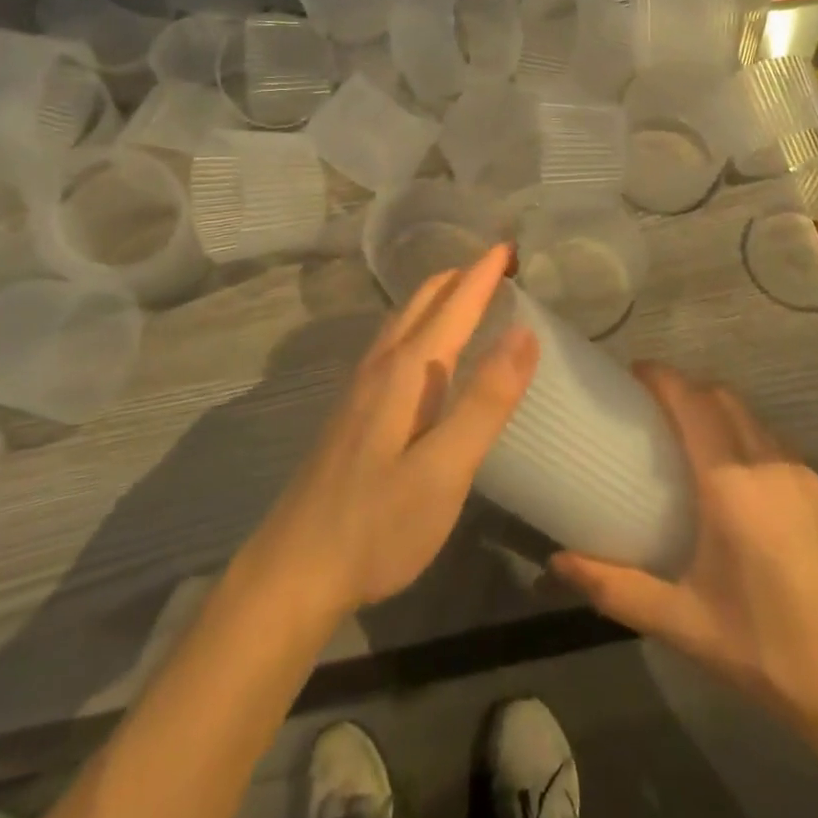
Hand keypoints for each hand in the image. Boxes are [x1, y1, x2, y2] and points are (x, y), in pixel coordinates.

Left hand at [244, 245, 537, 618]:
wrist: (292, 572)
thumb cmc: (377, 525)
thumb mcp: (445, 470)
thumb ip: (486, 400)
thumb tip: (525, 332)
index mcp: (407, 371)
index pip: (454, 304)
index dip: (484, 273)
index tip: (511, 246)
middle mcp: (381, 366)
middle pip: (423, 301)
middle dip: (461, 276)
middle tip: (499, 266)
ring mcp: (360, 387)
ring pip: (403, 320)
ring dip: (438, 297)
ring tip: (467, 293)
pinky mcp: (352, 411)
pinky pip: (393, 343)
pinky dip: (421, 323)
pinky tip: (426, 349)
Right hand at [552, 365, 817, 743]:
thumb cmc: (761, 648)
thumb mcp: (680, 621)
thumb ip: (614, 587)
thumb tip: (556, 563)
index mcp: (730, 485)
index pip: (692, 403)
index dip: (662, 378)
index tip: (633, 373)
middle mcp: (767, 464)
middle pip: (721, 397)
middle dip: (686, 388)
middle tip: (653, 404)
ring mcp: (801, 474)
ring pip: (751, 416)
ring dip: (717, 408)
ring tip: (688, 434)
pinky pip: (773, 442)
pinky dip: (744, 434)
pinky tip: (734, 474)